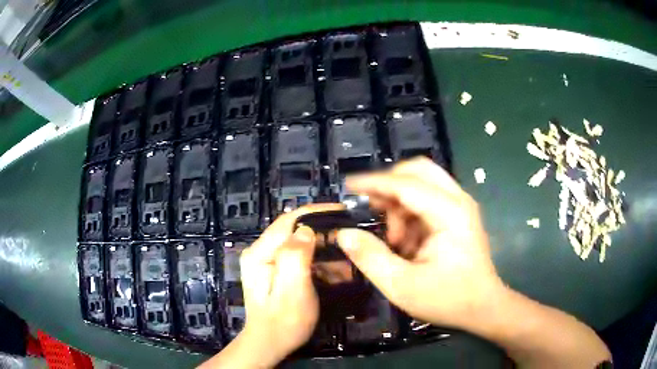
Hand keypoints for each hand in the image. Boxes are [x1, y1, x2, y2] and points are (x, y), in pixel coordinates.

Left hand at [200, 204, 341, 368]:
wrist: (271, 344)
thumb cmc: (284, 321)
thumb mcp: (293, 289)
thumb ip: (296, 255)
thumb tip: (306, 230)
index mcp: (260, 253)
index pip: (289, 220)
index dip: (316, 212)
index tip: (343, 211)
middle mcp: (260, 251)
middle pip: (294, 229)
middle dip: (322, 232)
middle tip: (349, 238)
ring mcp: (266, 260)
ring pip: (298, 243)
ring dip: (322, 248)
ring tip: (345, 258)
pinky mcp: (274, 270)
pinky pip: (298, 256)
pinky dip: (317, 260)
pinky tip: (333, 270)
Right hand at [336, 157, 503, 330]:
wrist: (483, 307)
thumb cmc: (447, 299)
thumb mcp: (402, 285)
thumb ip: (370, 258)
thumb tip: (343, 234)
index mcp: (449, 213)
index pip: (405, 184)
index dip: (373, 183)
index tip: (347, 187)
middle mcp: (458, 200)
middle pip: (418, 170)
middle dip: (389, 186)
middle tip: (371, 209)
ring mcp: (461, 206)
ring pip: (422, 183)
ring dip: (400, 204)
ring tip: (394, 240)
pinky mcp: (459, 215)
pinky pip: (428, 199)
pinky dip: (411, 213)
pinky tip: (408, 242)